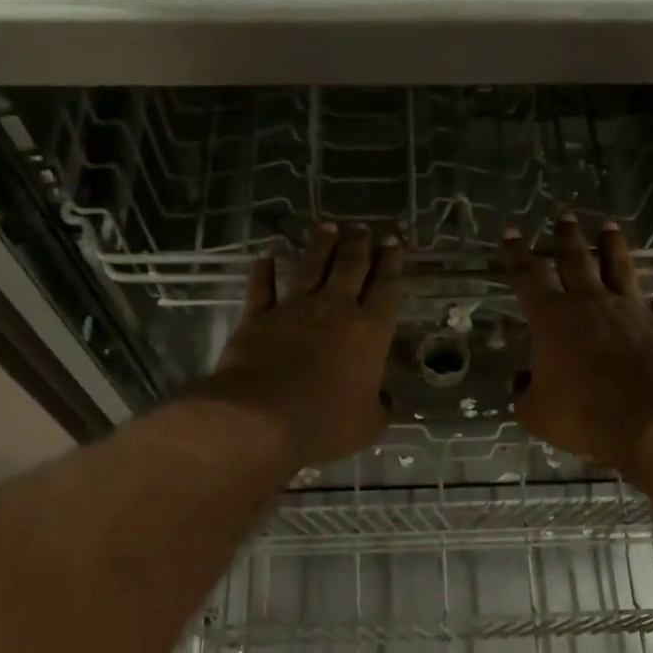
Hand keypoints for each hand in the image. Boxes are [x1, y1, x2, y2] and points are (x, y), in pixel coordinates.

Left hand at [190, 224, 403, 466]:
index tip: (394, 242)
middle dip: (359, 245)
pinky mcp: (258, 317)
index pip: (386, 289)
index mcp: (370, 333)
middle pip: (350, 267)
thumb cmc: (325, 424)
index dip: (392, 263)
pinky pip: (262, 286)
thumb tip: (386, 400)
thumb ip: (380, 407)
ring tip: (328, 227)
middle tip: (362, 229)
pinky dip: (264, 268)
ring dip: (320, 245)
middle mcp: (334, 310)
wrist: (260, 420)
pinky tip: (268, 254)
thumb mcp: (368, 424)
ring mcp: (293, 310)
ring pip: (310, 266)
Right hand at [505, 217, 652, 470]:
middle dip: (567, 238)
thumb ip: (525, 394)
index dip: (516, 254)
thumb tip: (524, 382)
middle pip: (576, 260)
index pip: (527, 277)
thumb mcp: (536, 413)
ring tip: (609, 226)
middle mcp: (591, 303)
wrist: (652, 419)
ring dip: (613, 246)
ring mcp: (632, 310)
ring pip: (620, 267)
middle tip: (564, 216)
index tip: (511, 232)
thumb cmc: (584, 414)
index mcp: (552, 319)